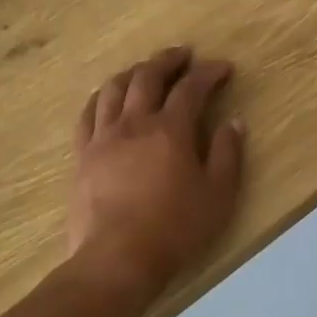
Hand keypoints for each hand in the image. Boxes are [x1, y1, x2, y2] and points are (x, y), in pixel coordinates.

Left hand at [68, 46, 244, 301]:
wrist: (116, 260)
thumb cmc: (175, 228)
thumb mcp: (219, 195)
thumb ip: (228, 154)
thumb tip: (234, 122)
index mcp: (171, 129)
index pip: (191, 87)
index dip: (209, 73)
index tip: (223, 68)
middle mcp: (135, 123)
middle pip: (148, 77)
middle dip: (168, 60)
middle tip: (183, 55)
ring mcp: (104, 138)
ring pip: (114, 89)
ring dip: (133, 72)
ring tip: (145, 70)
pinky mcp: (83, 156)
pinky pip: (88, 114)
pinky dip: (101, 97)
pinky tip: (107, 97)